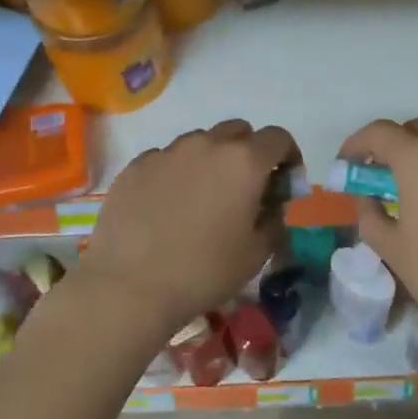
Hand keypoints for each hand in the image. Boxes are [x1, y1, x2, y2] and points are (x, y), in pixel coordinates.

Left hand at [72, 119, 298, 336]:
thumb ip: (274, 220)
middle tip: (244, 188)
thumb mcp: (256, 254)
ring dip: (210, 159)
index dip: (288, 156)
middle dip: (249, 152)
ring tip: (202, 197)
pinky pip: (165, 158)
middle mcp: (206, 144)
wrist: (129, 287)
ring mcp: (166, 152)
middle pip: (238, 131)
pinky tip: (167, 206)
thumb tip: (271, 205)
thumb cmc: (204, 272)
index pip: (278, 138)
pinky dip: (176, 172)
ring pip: (199, 142)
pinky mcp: (135, 166)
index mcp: (244, 162)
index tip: (284, 181)